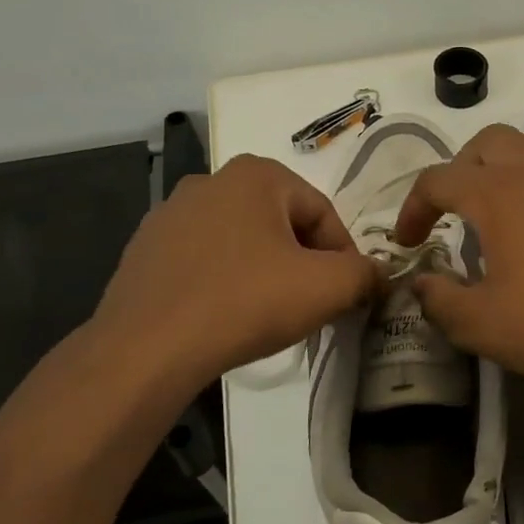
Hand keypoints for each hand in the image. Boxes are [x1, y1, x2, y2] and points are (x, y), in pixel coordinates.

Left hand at [89, 155, 377, 390]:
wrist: (147, 349)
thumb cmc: (246, 302)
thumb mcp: (327, 287)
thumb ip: (365, 274)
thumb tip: (379, 275)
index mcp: (256, 174)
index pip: (323, 213)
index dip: (344, 256)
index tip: (347, 294)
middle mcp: (210, 180)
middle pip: (283, 224)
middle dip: (305, 263)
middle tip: (313, 305)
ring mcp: (170, 214)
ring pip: (243, 242)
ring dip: (266, 272)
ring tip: (271, 315)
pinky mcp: (145, 250)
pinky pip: (205, 261)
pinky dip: (226, 282)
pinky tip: (227, 317)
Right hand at [392, 124, 523, 396]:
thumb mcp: (478, 324)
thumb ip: (438, 299)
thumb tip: (422, 283)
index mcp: (498, 194)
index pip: (438, 180)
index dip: (412, 208)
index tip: (408, 243)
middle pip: (489, 141)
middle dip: (460, 168)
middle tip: (454, 210)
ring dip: (515, 156)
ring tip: (506, 191)